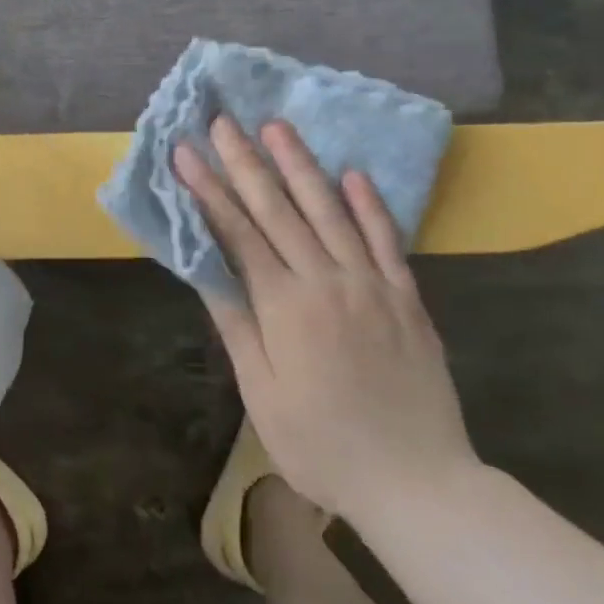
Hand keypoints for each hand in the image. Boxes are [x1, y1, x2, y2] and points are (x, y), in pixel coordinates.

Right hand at [173, 116, 478, 523]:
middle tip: (223, 121)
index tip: (186, 152)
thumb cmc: (322, 445)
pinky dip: (370, 204)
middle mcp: (327, 281)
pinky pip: (387, 240)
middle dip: (245, 162)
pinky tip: (354, 173)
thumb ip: (237, 323)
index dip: (208, 189)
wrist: (418, 483)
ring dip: (301, 165)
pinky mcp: (406, 297)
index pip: (238, 232)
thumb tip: (206, 267)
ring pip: (331, 211)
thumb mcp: (262, 393)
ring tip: (277, 126)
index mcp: (285, 306)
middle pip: (279, 210)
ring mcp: (372, 284)